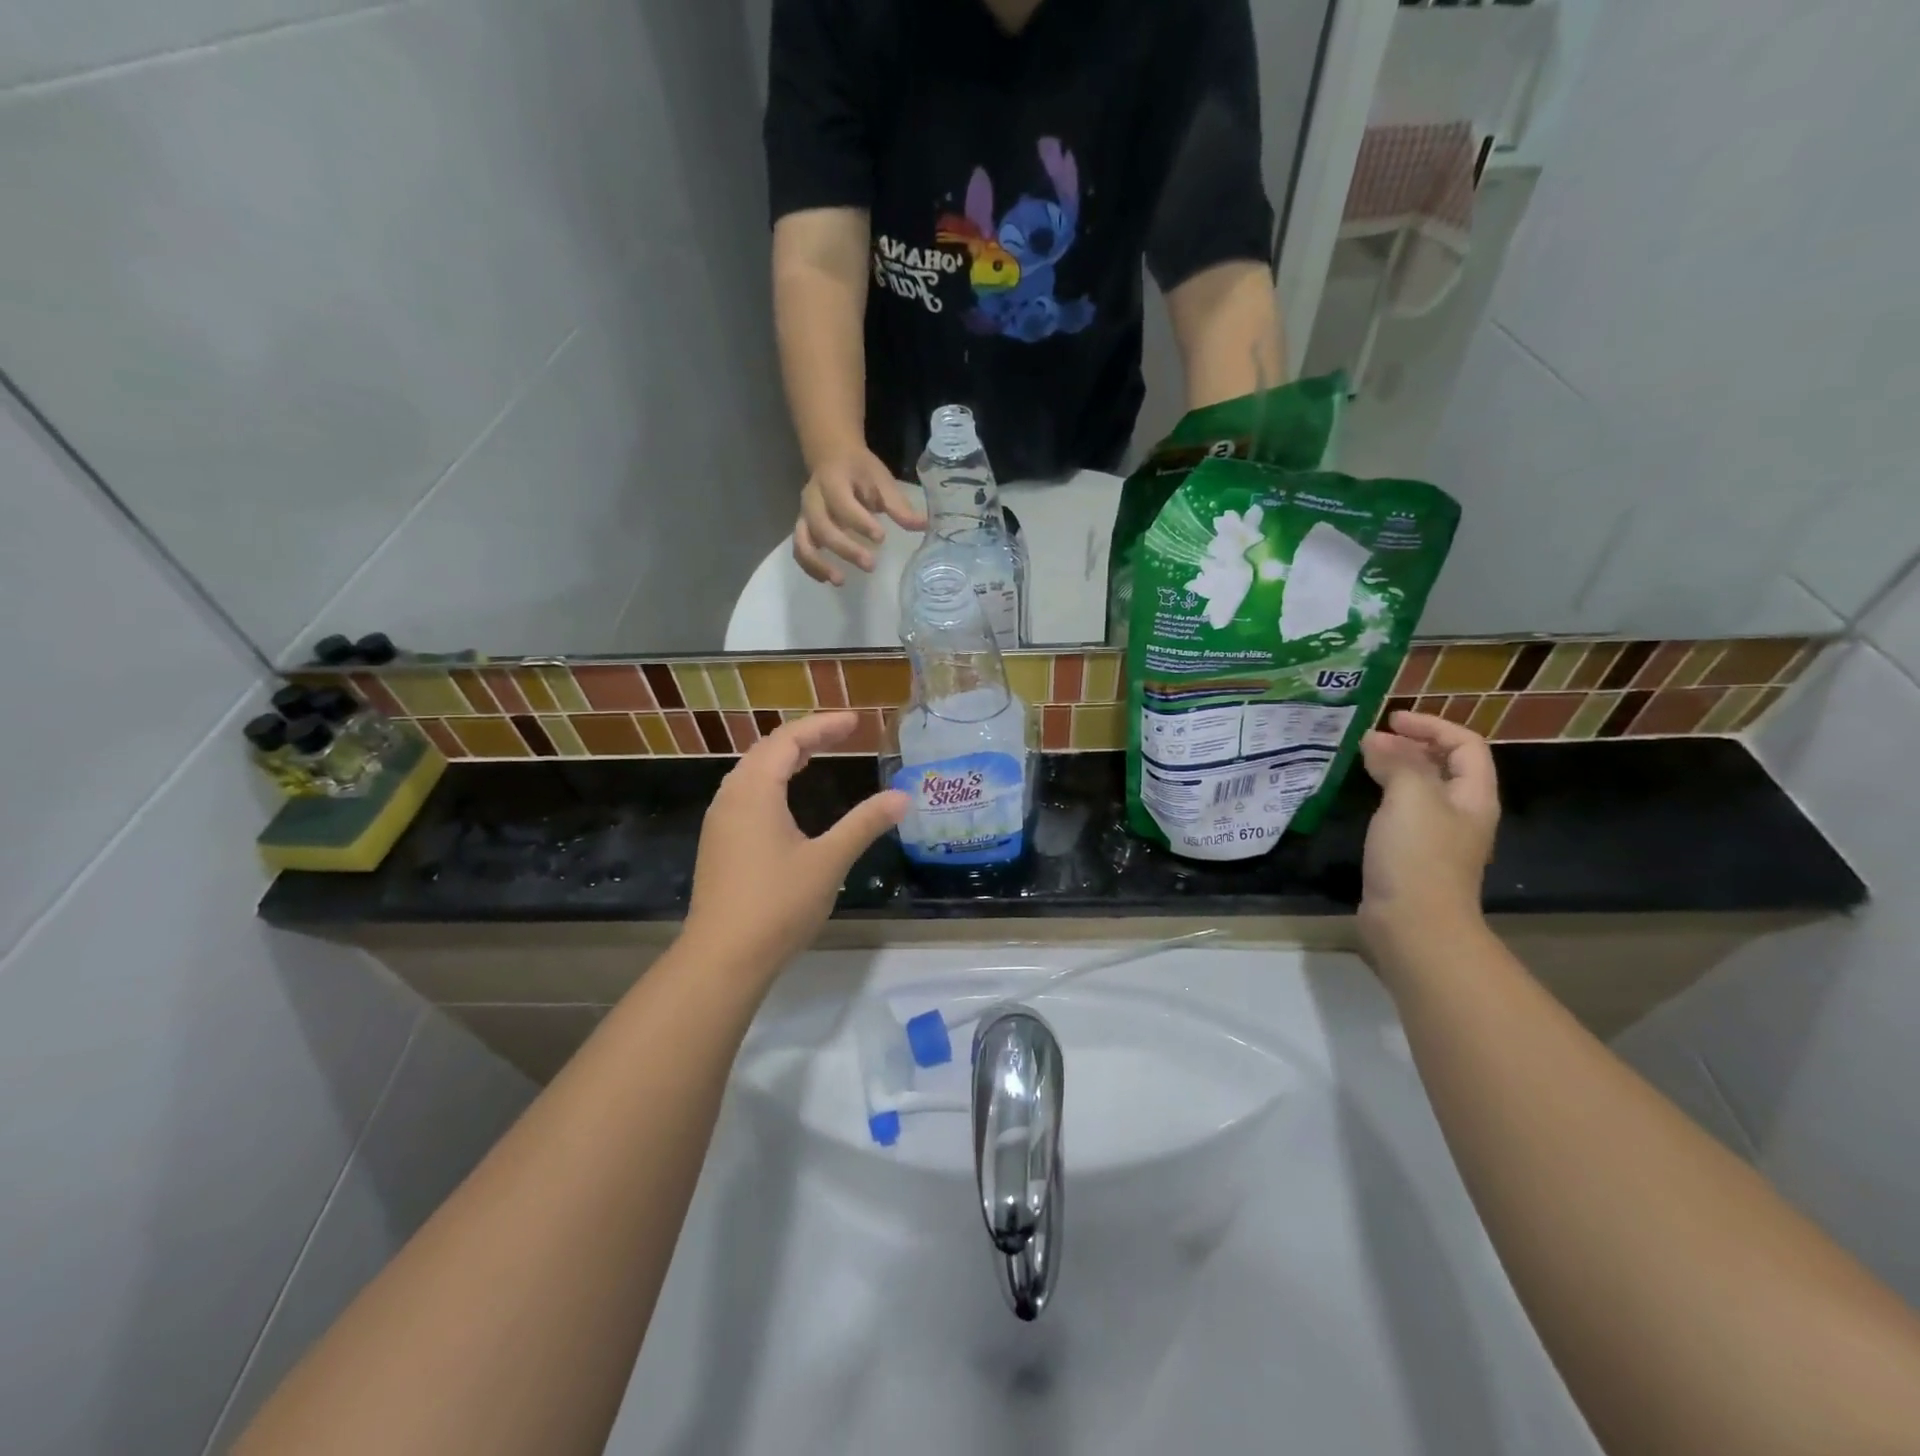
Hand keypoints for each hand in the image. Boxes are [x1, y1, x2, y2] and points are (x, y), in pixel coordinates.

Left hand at [684, 713, 908, 979]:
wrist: (723, 958)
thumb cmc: (777, 904)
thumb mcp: (829, 861)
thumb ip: (864, 824)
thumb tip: (902, 797)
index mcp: (754, 790)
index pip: (788, 739)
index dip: (823, 726)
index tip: (856, 722)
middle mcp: (731, 797)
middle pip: (767, 750)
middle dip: (806, 737)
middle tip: (843, 734)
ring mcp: (720, 822)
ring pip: (752, 773)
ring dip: (785, 758)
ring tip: (816, 755)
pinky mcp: (719, 844)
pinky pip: (746, 794)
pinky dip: (772, 781)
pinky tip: (788, 800)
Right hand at [794, 447, 926, 585]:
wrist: (832, 456)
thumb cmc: (860, 470)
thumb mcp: (880, 480)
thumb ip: (898, 505)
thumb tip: (924, 526)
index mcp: (833, 480)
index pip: (842, 503)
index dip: (860, 522)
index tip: (881, 537)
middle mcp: (813, 498)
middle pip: (822, 527)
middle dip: (845, 548)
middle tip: (870, 565)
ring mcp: (804, 514)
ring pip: (803, 541)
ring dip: (819, 563)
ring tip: (840, 581)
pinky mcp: (803, 528)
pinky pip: (800, 550)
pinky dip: (811, 567)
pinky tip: (830, 579)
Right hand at [1356, 712, 1500, 969]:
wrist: (1413, 925)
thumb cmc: (1418, 856)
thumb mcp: (1411, 798)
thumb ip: (1397, 762)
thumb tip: (1375, 740)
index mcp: (1473, 797)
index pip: (1465, 745)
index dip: (1432, 726)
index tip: (1391, 720)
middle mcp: (1462, 814)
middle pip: (1447, 766)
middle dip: (1414, 745)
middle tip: (1373, 738)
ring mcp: (1438, 838)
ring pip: (1423, 790)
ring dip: (1397, 769)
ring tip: (1364, 761)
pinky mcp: (1412, 857)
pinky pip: (1403, 813)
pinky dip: (1385, 796)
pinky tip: (1363, 799)